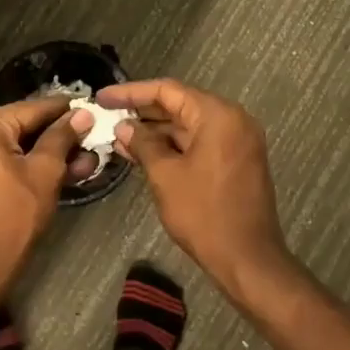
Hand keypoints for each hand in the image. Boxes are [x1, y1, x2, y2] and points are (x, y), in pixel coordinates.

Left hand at [0, 99, 92, 293]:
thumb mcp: (45, 172)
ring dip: (45, 155)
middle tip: (90, 143)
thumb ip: (62, 138)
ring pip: (12, 148)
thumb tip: (81, 114)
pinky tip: (57, 175)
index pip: (33, 109)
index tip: (91, 109)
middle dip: (58, 138)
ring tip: (82, 164)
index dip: (65, 110)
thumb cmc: (13, 215)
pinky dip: (24, 167)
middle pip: (21, 128)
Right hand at [97, 79, 290, 292]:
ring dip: (156, 133)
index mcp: (218, 116)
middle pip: (181, 105)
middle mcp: (233, 121)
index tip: (102, 98)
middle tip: (107, 116)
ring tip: (119, 139)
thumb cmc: (204, 214)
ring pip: (190, 127)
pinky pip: (201, 144)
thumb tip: (124, 127)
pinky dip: (174, 147)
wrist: (247, 258)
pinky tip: (143, 155)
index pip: (168, 91)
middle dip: (143, 113)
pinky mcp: (237, 162)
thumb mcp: (165, 176)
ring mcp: (238, 142)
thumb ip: (143, 144)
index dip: (131, 92)